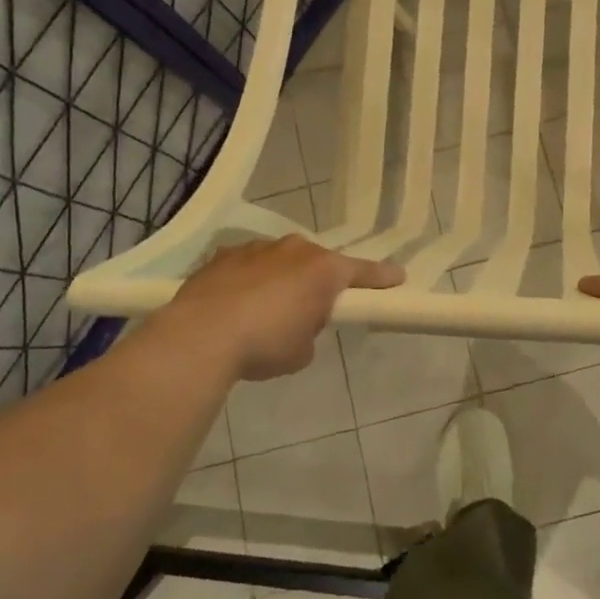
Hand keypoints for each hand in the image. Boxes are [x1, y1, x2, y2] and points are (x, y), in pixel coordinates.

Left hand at [160, 236, 403, 380]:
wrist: (201, 335)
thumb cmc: (265, 343)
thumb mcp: (302, 350)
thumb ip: (310, 330)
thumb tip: (297, 324)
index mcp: (324, 270)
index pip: (363, 271)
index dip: (382, 278)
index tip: (398, 277)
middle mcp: (295, 249)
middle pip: (317, 263)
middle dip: (318, 282)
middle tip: (310, 310)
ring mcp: (257, 248)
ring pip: (280, 261)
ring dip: (281, 279)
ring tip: (265, 311)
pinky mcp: (224, 255)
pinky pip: (248, 266)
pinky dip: (249, 281)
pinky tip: (235, 305)